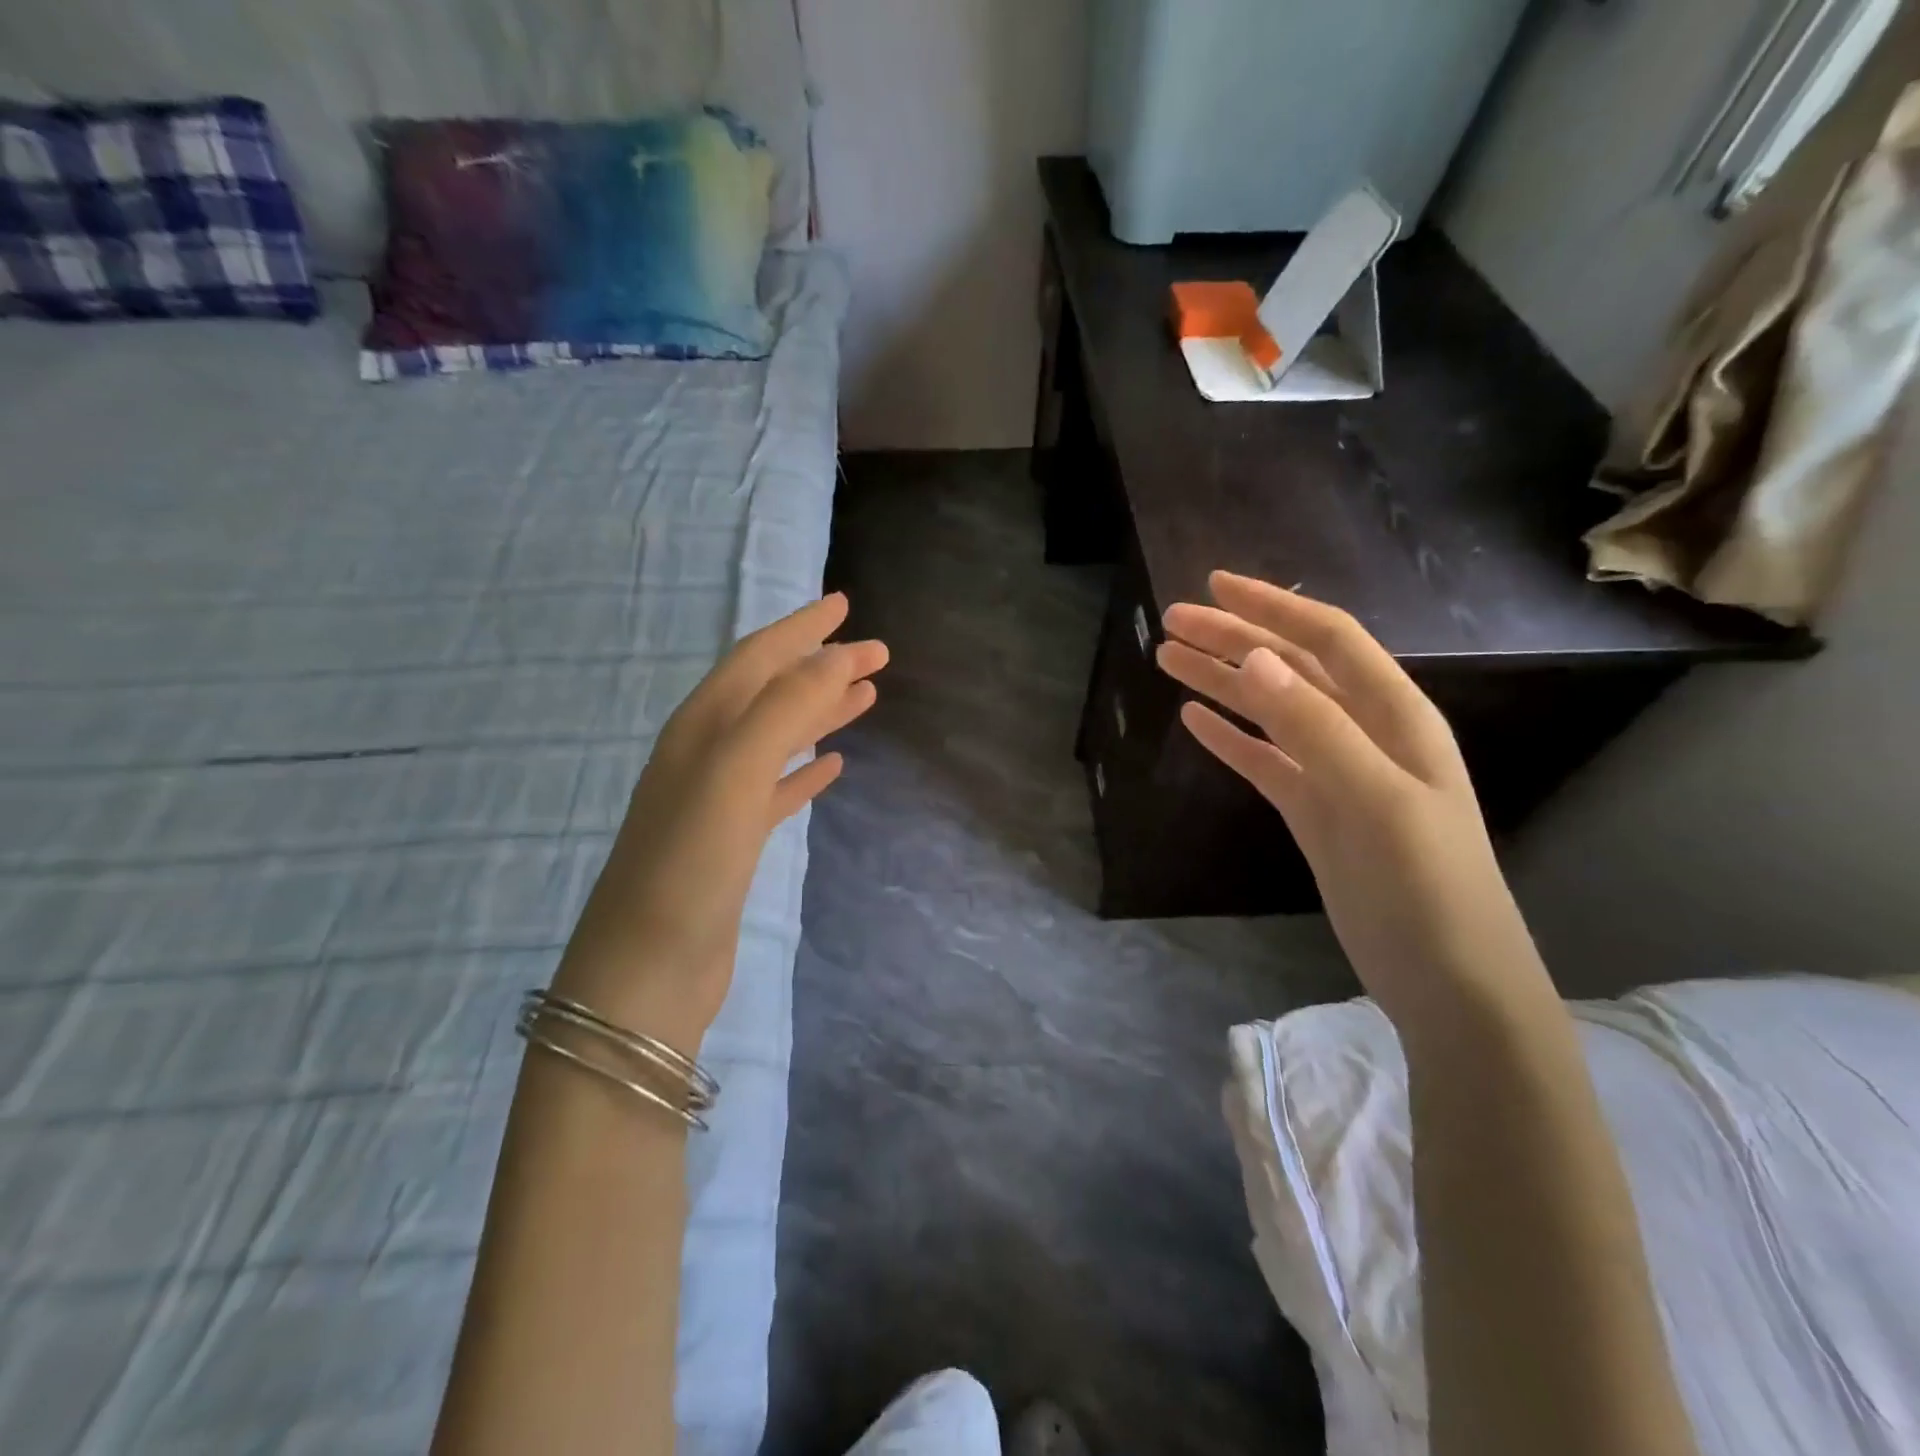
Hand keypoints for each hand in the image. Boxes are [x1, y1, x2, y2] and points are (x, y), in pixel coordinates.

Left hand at [553, 594, 887, 1048]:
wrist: (647, 972)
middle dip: (821, 666)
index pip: (756, 659)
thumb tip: (837, 655)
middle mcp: (705, 754)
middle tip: (876, 653)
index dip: (801, 629)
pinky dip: (806, 770)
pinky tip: (834, 766)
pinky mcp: (734, 842)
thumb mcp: (733, 773)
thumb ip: (784, 709)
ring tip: (865, 696)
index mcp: (700, 728)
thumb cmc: (688, 866)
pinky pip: (778, 789)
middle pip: (772, 693)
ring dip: (820, 712)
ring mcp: (719, 800)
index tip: (845, 605)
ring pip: (778, 738)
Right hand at [1156, 572, 1552, 1032]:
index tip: (1215, 585)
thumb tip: (1254, 659)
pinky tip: (1196, 720)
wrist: (1448, 983)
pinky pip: (1264, 760)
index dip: (1274, 607)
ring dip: (1222, 682)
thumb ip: (1316, 728)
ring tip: (1168, 660)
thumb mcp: (1375, 802)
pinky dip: (1230, 738)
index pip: (1329, 639)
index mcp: (1395, 717)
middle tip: (1172, 622)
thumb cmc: (1427, 889)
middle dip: (1233, 640)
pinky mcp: (1313, 812)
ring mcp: (1336, 774)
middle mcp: (1365, 733)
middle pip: (1291, 669)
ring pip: (1270, 711)